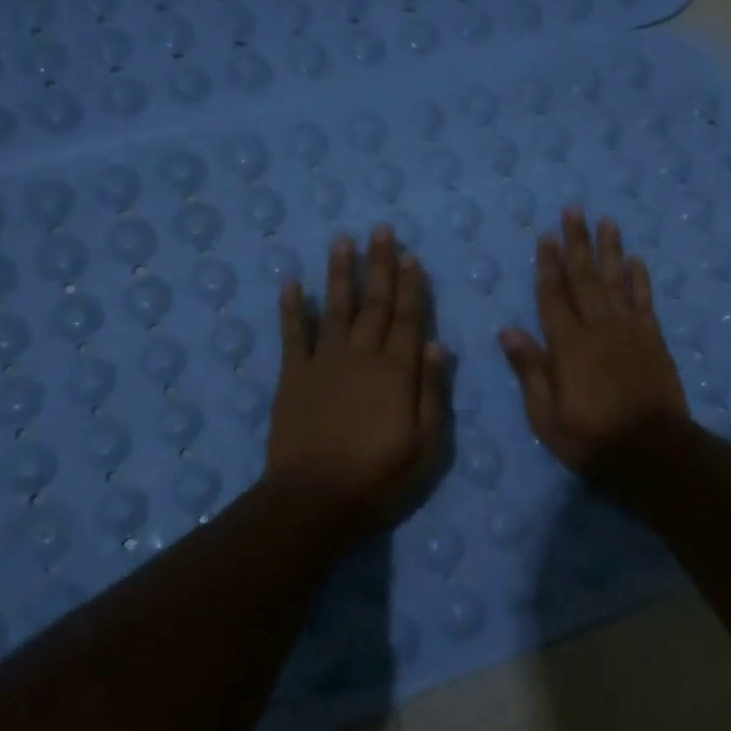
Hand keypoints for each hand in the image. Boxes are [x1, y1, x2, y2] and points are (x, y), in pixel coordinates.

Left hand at [268, 226, 447, 526]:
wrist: (314, 500)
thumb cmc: (379, 478)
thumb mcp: (426, 444)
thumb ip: (432, 391)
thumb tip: (438, 343)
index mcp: (396, 372)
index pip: (408, 319)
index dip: (411, 286)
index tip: (412, 256)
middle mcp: (361, 356)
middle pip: (374, 303)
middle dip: (379, 265)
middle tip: (381, 230)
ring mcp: (323, 363)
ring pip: (335, 308)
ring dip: (340, 273)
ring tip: (343, 240)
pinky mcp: (292, 377)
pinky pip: (292, 334)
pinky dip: (292, 307)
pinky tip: (292, 282)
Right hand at [499, 208, 688, 470]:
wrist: (652, 451)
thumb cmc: (590, 438)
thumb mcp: (545, 415)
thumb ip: (530, 370)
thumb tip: (507, 331)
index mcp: (567, 345)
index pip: (553, 295)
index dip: (547, 264)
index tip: (546, 235)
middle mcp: (598, 327)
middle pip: (585, 277)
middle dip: (577, 242)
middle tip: (575, 210)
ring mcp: (630, 331)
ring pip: (617, 280)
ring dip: (610, 249)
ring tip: (607, 221)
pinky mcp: (653, 340)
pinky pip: (644, 300)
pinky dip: (640, 278)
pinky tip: (636, 260)